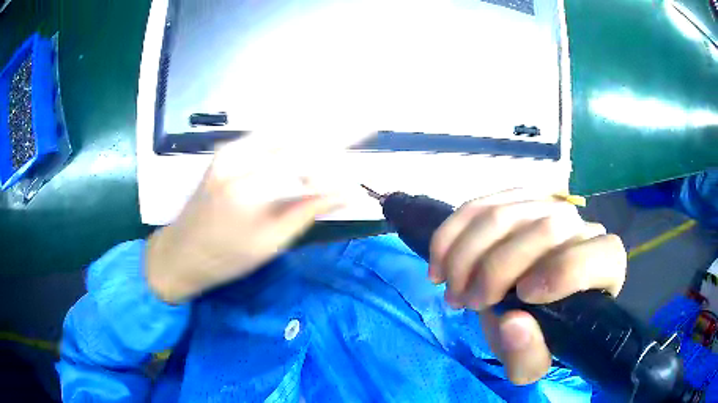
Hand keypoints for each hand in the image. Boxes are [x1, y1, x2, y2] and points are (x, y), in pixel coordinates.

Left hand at [145, 136, 346, 303]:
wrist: (181, 252)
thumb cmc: (226, 257)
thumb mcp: (272, 241)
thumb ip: (310, 209)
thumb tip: (349, 191)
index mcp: (248, 187)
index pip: (305, 152)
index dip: (341, 139)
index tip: (368, 129)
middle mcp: (237, 158)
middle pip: (295, 132)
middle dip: (331, 130)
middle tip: (361, 128)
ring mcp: (228, 151)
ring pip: (282, 129)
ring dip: (313, 132)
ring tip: (340, 136)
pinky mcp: (225, 151)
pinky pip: (266, 136)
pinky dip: (292, 138)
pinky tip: (306, 146)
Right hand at [429, 189, 626, 384]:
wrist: (525, 309)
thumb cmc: (537, 336)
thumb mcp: (530, 364)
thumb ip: (527, 355)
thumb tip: (512, 323)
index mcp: (602, 269)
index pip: (599, 255)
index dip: (564, 272)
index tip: (521, 297)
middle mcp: (581, 230)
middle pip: (546, 227)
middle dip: (496, 267)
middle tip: (466, 301)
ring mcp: (548, 208)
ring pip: (506, 212)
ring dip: (466, 254)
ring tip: (452, 288)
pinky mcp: (516, 200)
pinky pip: (481, 204)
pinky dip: (452, 233)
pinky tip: (439, 262)